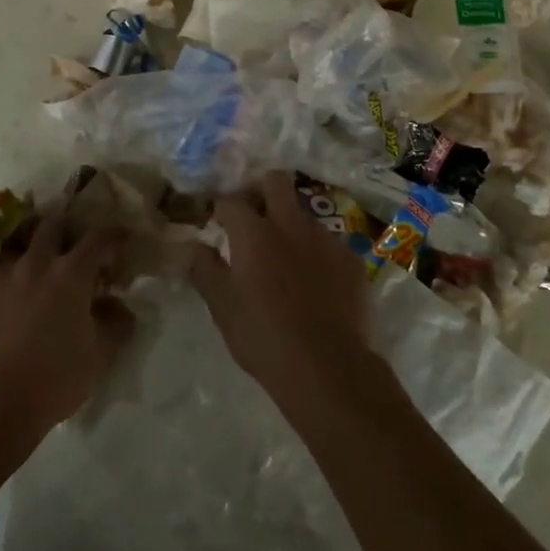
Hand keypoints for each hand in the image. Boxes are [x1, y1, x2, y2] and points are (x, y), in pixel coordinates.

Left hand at [0, 213, 134, 446]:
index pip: (98, 239)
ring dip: (29, 250)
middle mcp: (35, 262)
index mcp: (70, 273)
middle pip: (52, 224)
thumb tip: (121, 306)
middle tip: (71, 251)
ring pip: (16, 243)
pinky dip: (1, 277)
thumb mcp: (99, 356)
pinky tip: (3, 295)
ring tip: (33, 269)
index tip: (116, 256)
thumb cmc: (54, 380)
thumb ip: (116, 324)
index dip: (111, 242)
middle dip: (66, 230)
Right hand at [190, 171, 374, 404]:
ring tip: (289, 261)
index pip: (230, 200)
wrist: (328, 369)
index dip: (221, 208)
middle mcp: (290, 224)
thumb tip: (198, 247)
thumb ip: (205, 270)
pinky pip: (330, 245)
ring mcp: (325, 239)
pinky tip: (319, 285)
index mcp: (253, 233)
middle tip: (256, 219)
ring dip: (292, 227)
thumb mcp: (222, 308)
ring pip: (304, 215)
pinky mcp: (351, 260)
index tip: (218, 223)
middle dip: (263, 191)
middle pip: (276, 181)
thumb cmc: (264, 337)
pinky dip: (320, 256)